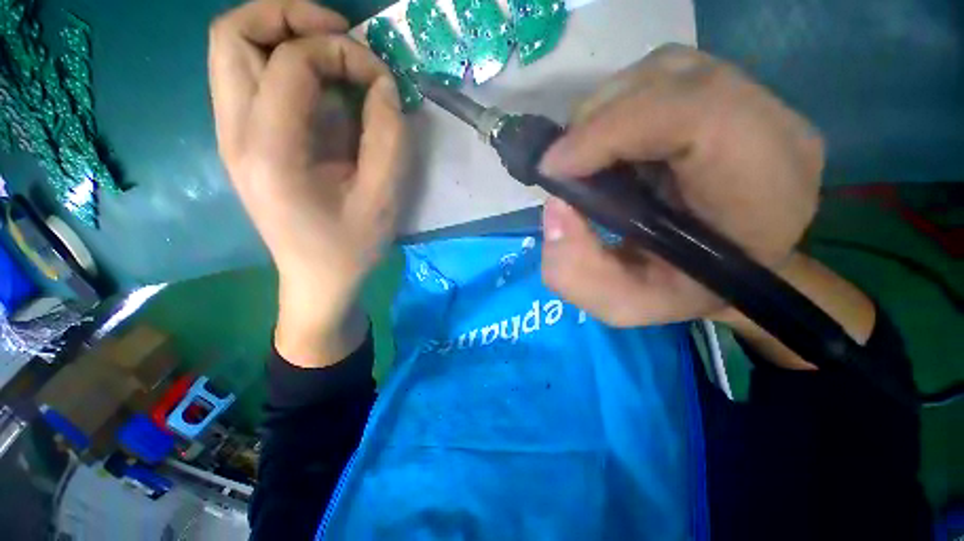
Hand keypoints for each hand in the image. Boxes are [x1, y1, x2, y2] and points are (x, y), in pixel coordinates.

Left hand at [209, 0, 406, 365]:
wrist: (317, 279)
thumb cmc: (351, 247)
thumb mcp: (383, 198)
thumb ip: (387, 137)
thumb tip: (383, 86)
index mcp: (270, 152)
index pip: (291, 61)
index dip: (342, 52)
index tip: (380, 77)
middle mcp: (234, 134)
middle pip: (232, 34)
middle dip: (289, 16)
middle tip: (340, 35)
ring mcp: (231, 136)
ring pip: (232, 49)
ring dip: (282, 34)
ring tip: (331, 52)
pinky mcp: (242, 141)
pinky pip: (247, 76)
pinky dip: (282, 62)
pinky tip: (320, 84)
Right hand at [539, 45, 823, 326]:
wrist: (728, 268)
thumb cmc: (682, 291)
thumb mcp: (621, 303)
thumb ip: (576, 272)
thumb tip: (553, 208)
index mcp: (765, 189)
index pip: (696, 116)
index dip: (610, 130)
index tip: (555, 170)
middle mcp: (772, 128)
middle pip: (672, 81)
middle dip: (597, 122)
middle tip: (562, 167)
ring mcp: (756, 101)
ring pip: (662, 72)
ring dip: (605, 113)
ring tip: (585, 159)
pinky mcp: (731, 92)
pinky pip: (662, 76)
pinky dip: (619, 106)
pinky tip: (610, 145)